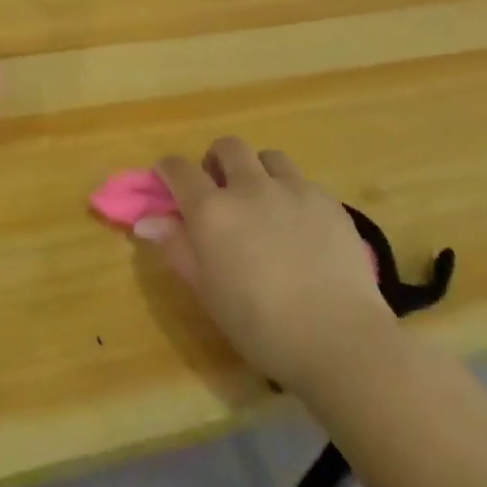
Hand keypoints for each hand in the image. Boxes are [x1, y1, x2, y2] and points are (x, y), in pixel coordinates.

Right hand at [142, 137, 399, 389]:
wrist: (339, 340)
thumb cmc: (260, 325)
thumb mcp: (207, 292)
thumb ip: (177, 247)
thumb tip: (147, 220)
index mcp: (211, 209)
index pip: (178, 168)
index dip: (168, 170)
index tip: (166, 180)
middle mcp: (249, 186)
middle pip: (227, 147)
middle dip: (217, 160)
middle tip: (220, 189)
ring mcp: (292, 189)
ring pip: (268, 157)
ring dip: (257, 171)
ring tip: (263, 201)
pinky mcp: (328, 202)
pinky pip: (303, 182)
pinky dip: (292, 194)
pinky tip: (300, 227)